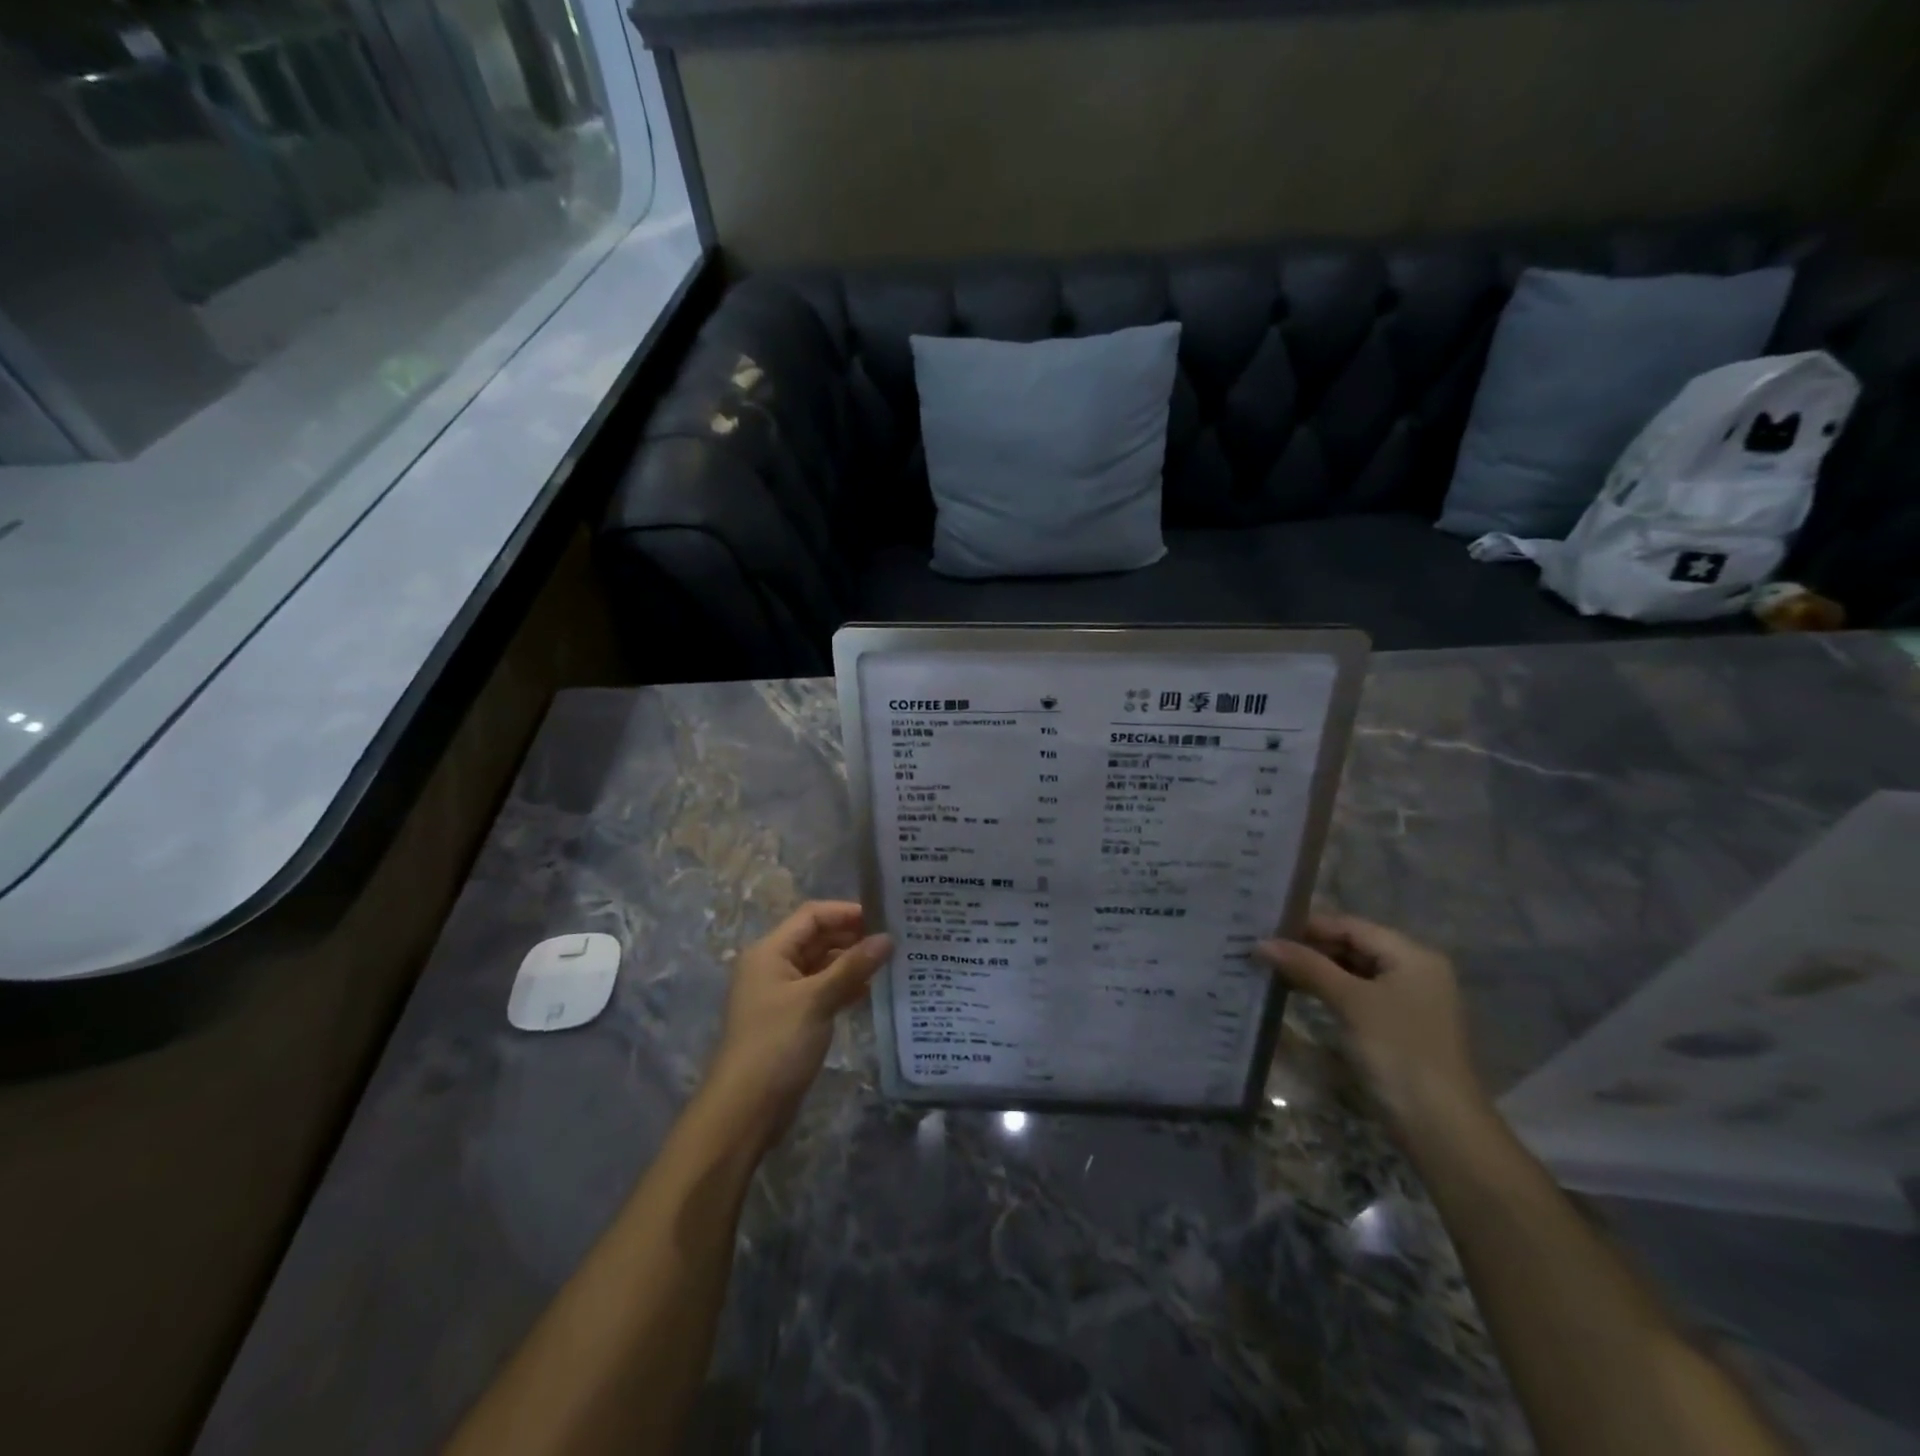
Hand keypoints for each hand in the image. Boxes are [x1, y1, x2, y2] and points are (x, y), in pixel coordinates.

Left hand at [703, 901, 891, 1142]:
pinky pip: (821, 990)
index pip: (812, 916)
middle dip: (852, 937)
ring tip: (890, 962)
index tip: (884, 917)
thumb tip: (888, 938)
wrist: (745, 1110)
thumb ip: (852, 967)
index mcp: (770, 951)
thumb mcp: (817, 1000)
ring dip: (851, 963)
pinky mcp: (792, 1019)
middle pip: (817, 939)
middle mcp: (773, 966)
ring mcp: (782, 994)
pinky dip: (844, 987)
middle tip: (894, 939)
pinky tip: (871, 991)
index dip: (846, 912)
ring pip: (821, 966)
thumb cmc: (777, 1044)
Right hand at [1255, 912, 1486, 1140]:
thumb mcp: (1350, 1002)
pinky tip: (1296, 993)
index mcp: (1412, 956)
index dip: (1308, 925)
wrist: (1440, 1126)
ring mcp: (1406, 1001)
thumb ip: (1306, 966)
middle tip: (1263, 950)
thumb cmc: (1398, 1051)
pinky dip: (1327, 991)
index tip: (1265, 929)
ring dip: (1314, 970)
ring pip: (1351, 971)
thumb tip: (1261, 943)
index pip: (1351, 926)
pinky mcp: (1396, 1027)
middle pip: (1352, 946)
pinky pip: (1356, 995)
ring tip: (1271, 968)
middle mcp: (1414, 971)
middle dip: (1309, 948)